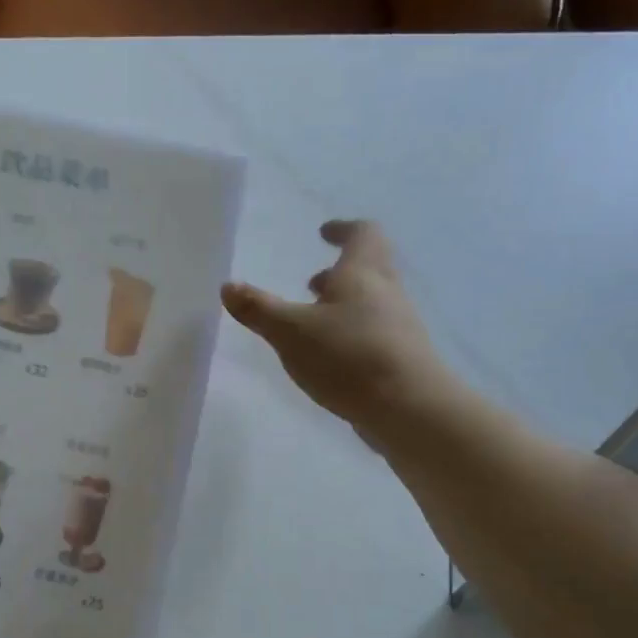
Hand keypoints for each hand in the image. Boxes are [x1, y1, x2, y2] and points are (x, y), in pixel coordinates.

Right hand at [222, 219, 450, 441]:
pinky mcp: (402, 358)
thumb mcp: (290, 332)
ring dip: (345, 305)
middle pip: (370, 268)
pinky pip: (375, 333)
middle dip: (340, 271)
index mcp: (362, 273)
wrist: (409, 408)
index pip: (362, 234)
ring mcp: (400, 326)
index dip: (343, 229)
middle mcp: (387, 292)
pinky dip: (353, 333)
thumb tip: (228, 286)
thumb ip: (258, 309)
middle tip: (313, 282)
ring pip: (372, 302)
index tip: (325, 232)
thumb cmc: (348, 356)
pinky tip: (333, 358)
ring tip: (315, 323)